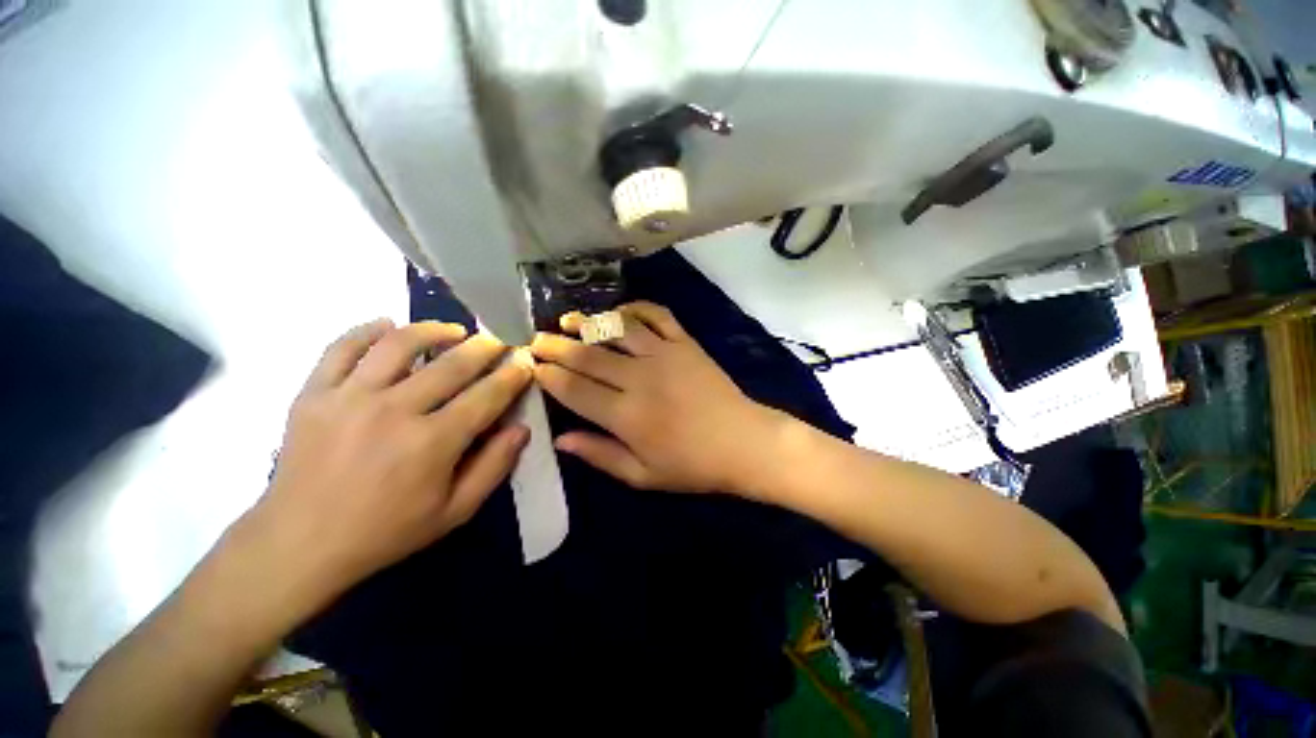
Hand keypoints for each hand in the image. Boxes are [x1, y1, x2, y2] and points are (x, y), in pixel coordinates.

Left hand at [249, 319, 533, 603]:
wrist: (298, 545)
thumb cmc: (385, 532)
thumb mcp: (454, 512)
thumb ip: (494, 467)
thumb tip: (522, 428)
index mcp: (433, 442)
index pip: (487, 395)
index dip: (512, 375)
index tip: (525, 362)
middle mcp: (394, 410)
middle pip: (451, 364)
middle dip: (484, 348)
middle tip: (498, 340)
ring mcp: (349, 397)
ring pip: (398, 344)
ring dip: (433, 330)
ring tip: (452, 330)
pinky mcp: (313, 394)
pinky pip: (341, 348)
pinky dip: (367, 330)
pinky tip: (387, 326)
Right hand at [530, 301, 779, 492]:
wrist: (743, 443)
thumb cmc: (693, 466)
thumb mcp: (643, 475)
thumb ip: (599, 455)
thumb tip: (559, 439)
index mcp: (626, 415)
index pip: (574, 389)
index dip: (549, 376)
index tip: (531, 366)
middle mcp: (639, 378)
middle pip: (588, 355)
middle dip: (556, 345)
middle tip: (535, 339)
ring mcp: (664, 354)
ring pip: (617, 329)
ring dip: (588, 321)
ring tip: (568, 319)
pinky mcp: (685, 343)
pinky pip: (657, 315)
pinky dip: (637, 308)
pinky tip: (621, 311)